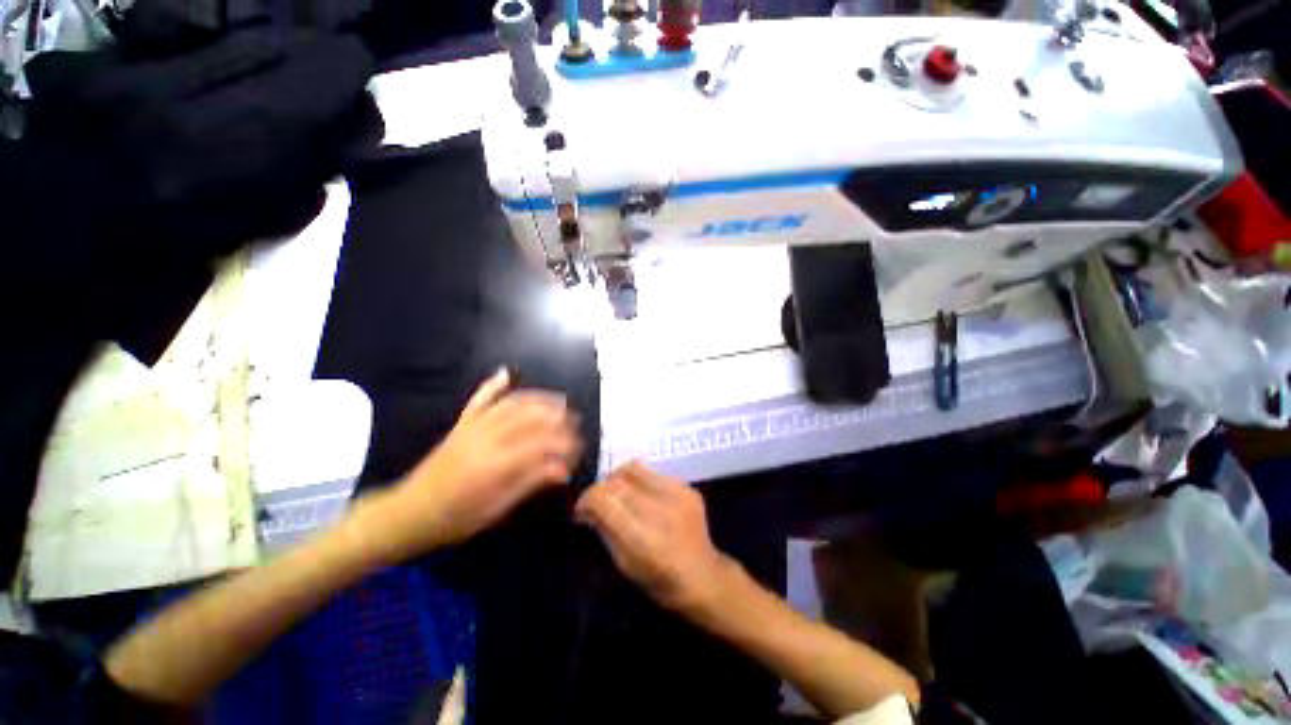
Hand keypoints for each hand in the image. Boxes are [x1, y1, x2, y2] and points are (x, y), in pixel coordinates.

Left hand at [363, 369, 581, 560]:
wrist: (408, 512)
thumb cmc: (455, 518)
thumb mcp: (496, 509)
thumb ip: (530, 483)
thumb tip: (563, 469)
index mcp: (496, 464)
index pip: (541, 444)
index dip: (564, 443)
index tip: (579, 447)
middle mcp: (487, 438)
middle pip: (530, 418)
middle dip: (558, 417)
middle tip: (576, 422)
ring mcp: (472, 428)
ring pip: (511, 404)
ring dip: (539, 399)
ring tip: (559, 401)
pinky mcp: (461, 425)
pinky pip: (479, 400)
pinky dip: (494, 385)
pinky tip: (506, 373)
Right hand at [575, 461, 733, 611]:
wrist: (704, 576)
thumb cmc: (660, 581)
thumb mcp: (625, 565)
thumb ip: (605, 530)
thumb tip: (586, 508)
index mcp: (643, 537)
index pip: (604, 499)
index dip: (586, 499)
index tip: (580, 509)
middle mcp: (660, 509)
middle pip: (617, 481)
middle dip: (600, 488)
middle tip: (597, 501)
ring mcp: (677, 494)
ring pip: (633, 468)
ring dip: (618, 479)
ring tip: (618, 493)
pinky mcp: (687, 487)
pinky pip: (653, 472)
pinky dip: (640, 481)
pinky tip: (642, 495)